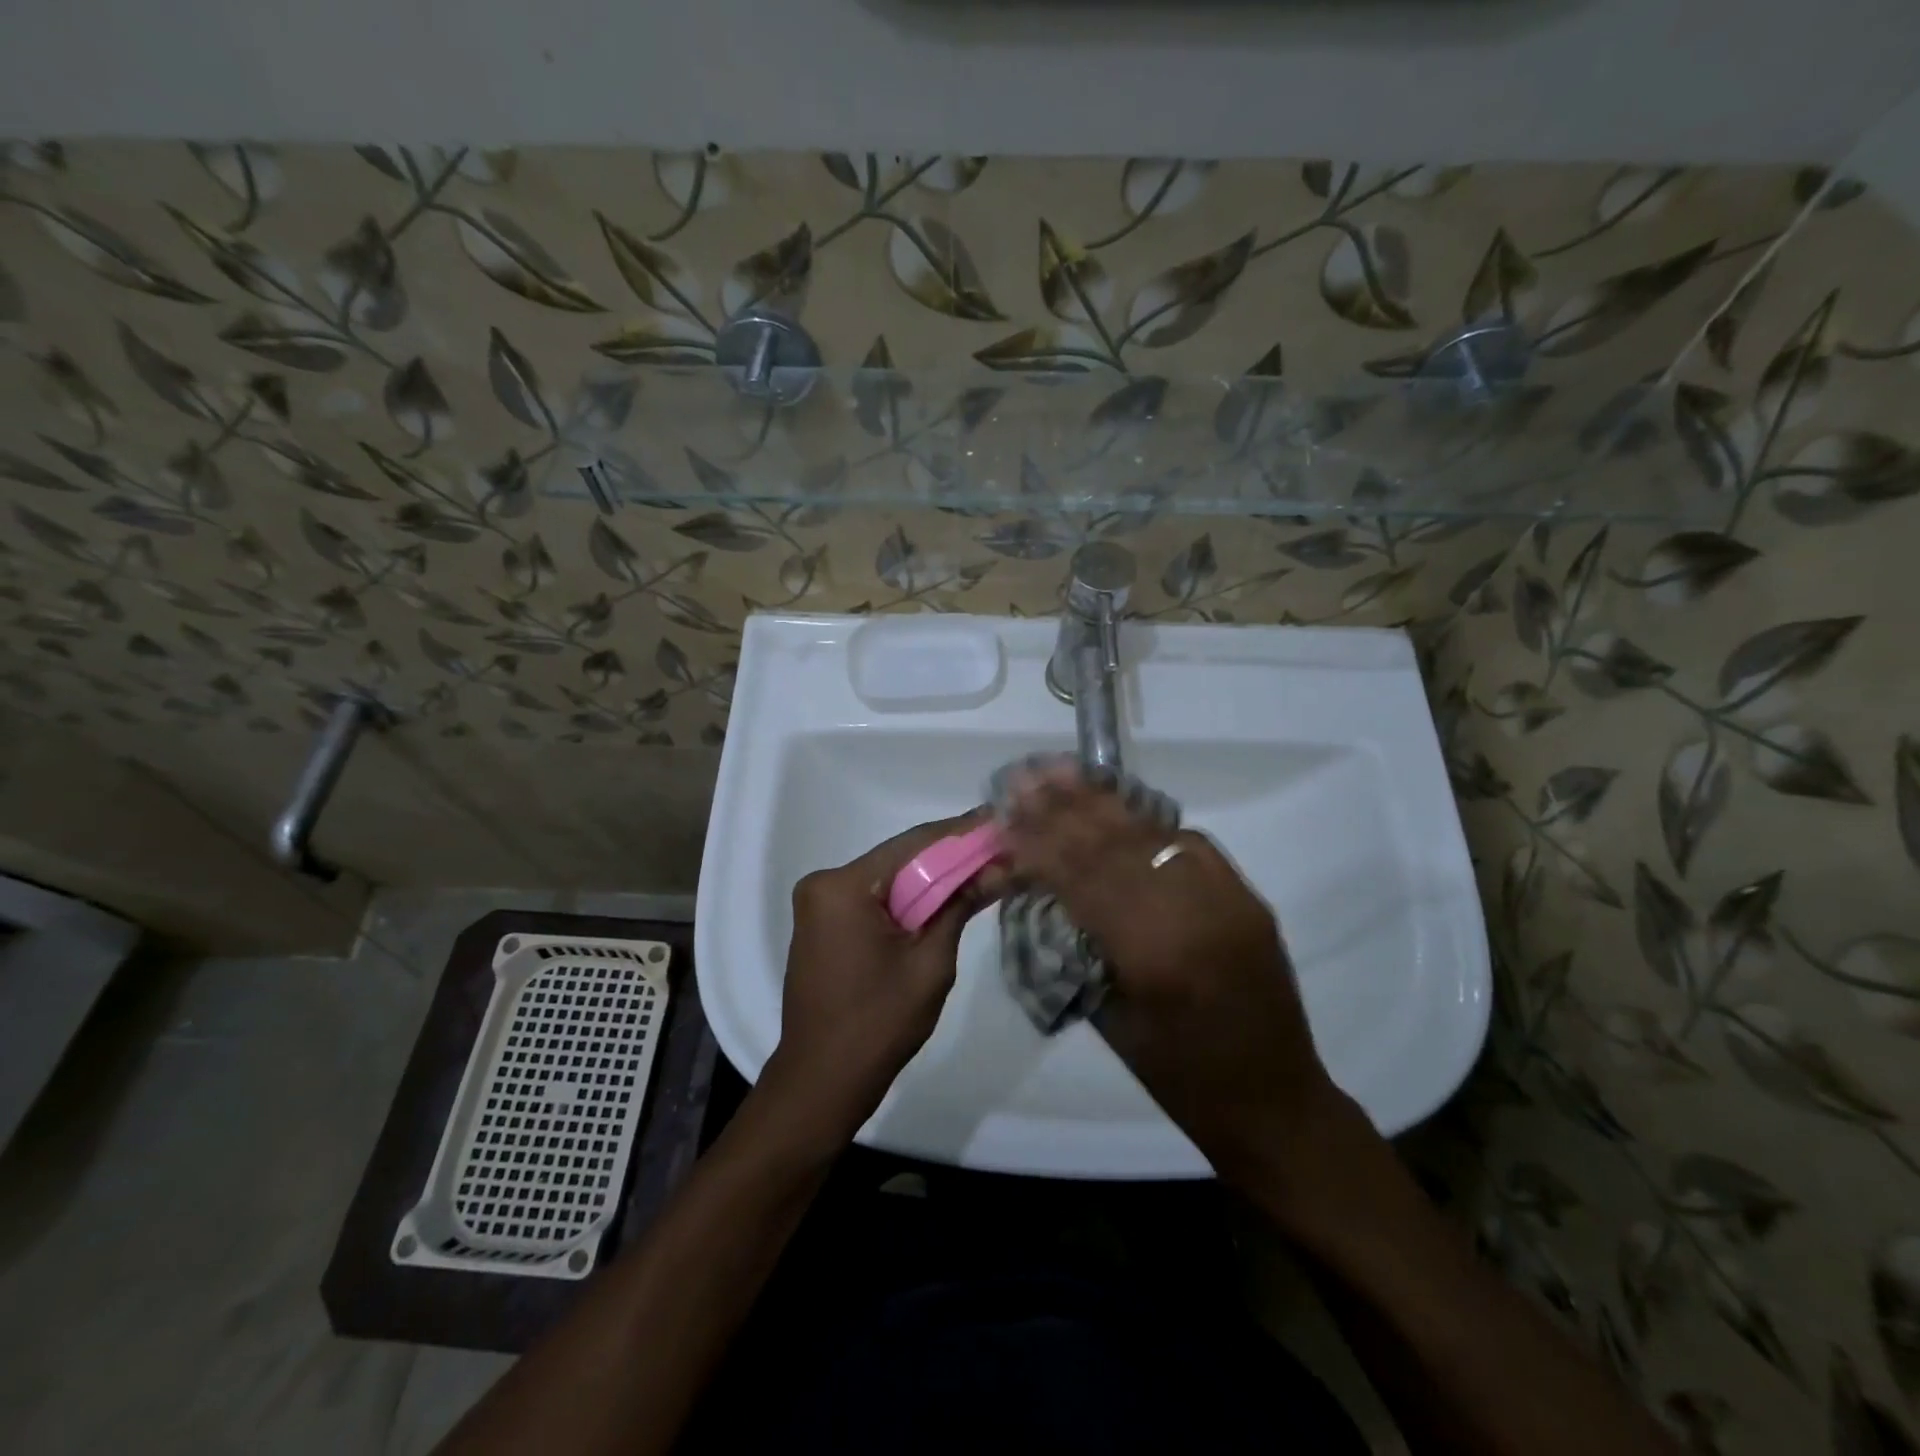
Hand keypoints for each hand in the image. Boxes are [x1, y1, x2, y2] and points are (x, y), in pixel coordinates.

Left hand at [761, 810, 995, 1149]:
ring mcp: (819, 904)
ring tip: (983, 868)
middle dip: (951, 856)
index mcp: (843, 886)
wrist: (822, 1081)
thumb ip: (960, 906)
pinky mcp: (824, 924)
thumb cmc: (878, 1024)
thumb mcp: (930, 962)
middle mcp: (825, 884)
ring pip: (889, 879)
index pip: (914, 845)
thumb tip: (1000, 867)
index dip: (961, 833)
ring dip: (932, 878)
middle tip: (999, 848)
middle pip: (900, 859)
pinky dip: (909, 899)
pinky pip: (874, 899)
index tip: (999, 822)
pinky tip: (946, 896)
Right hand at [999, 763, 1345, 1184]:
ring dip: (1103, 802)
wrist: (1274, 1101)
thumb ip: (1080, 946)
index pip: (1083, 880)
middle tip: (1026, 775)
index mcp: (1154, 955)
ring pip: (1152, 835)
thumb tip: (1046, 891)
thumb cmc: (1179, 1078)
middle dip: (1064, 808)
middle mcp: (1194, 914)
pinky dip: (1147, 823)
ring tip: (1063, 771)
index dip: (1041, 843)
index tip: (1006, 813)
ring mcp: (1228, 899)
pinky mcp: (1246, 897)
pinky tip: (1117, 805)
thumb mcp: (1111, 1018)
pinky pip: (1189, 845)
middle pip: (1115, 846)